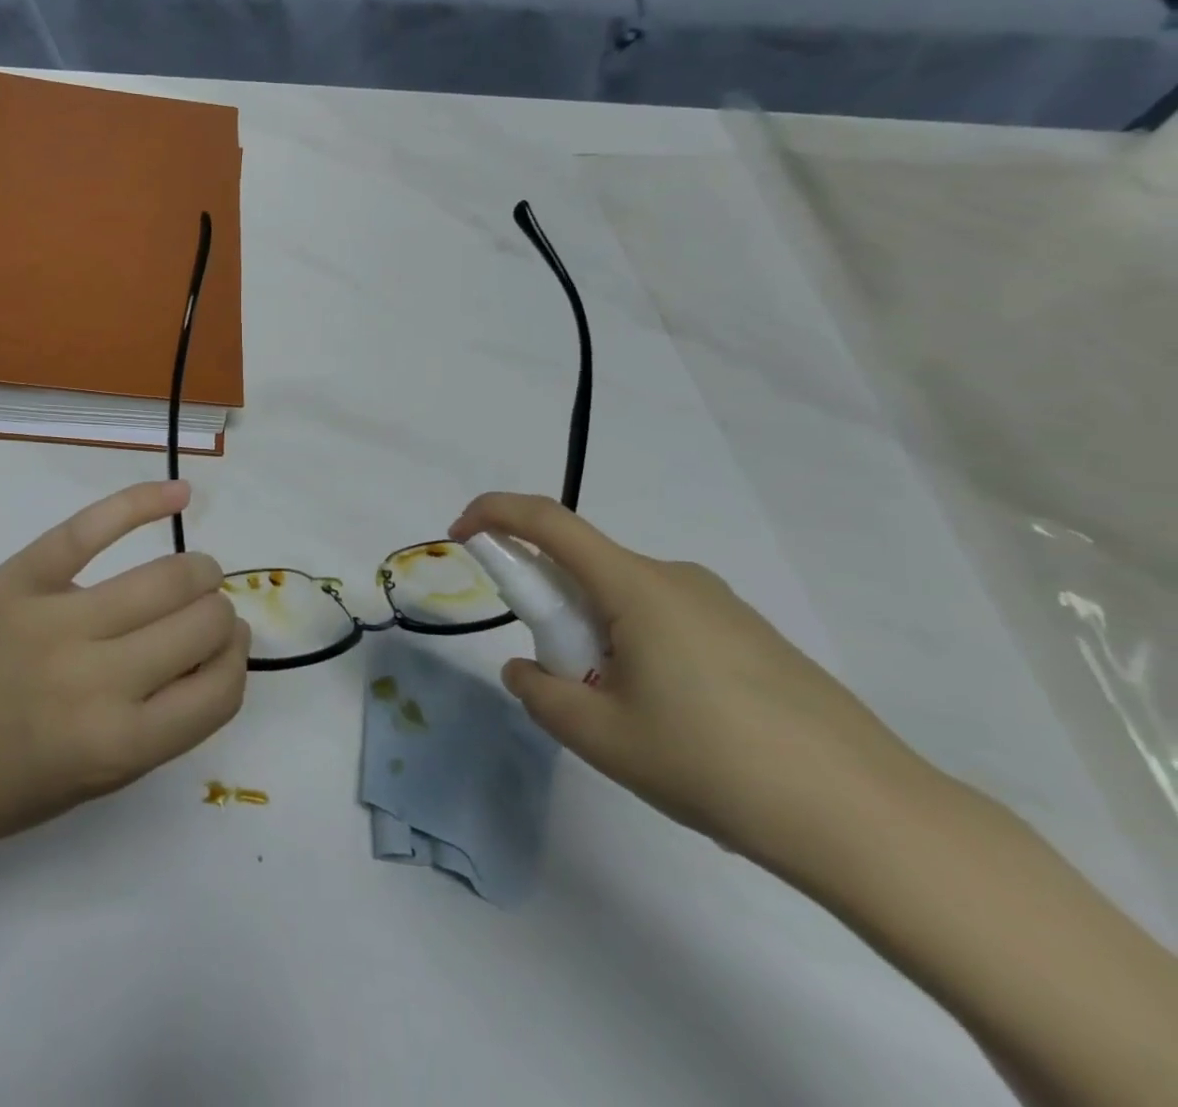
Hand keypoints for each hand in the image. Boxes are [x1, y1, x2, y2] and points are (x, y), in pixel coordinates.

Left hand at [0, 480, 249, 862]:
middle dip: (220, 616)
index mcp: (117, 745)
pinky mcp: (19, 578)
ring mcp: (54, 620)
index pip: (220, 688)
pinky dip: (144, 501)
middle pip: (203, 620)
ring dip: (199, 572)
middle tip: (203, 617)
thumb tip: (217, 648)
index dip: (236, 662)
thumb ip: (165, 722)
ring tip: (193, 575)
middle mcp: (95, 680)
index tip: (228, 649)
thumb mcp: (98, 782)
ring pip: (168, 574)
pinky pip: (92, 526)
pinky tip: (180, 494)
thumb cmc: (4, 787)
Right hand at [450, 494, 936, 867]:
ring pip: (627, 601)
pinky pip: (668, 623)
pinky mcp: (752, 637)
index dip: (494, 514)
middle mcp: (676, 578)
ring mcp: (721, 606)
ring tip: (629, 719)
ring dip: (598, 637)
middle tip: (563, 682)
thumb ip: (541, 694)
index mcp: (636, 586)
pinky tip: (679, 725)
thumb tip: (527, 670)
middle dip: (552, 611)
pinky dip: (640, 651)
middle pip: (586, 568)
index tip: (461, 536)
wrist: (871, 818)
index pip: (547, 521)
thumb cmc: (715, 763)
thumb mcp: (602, 737)